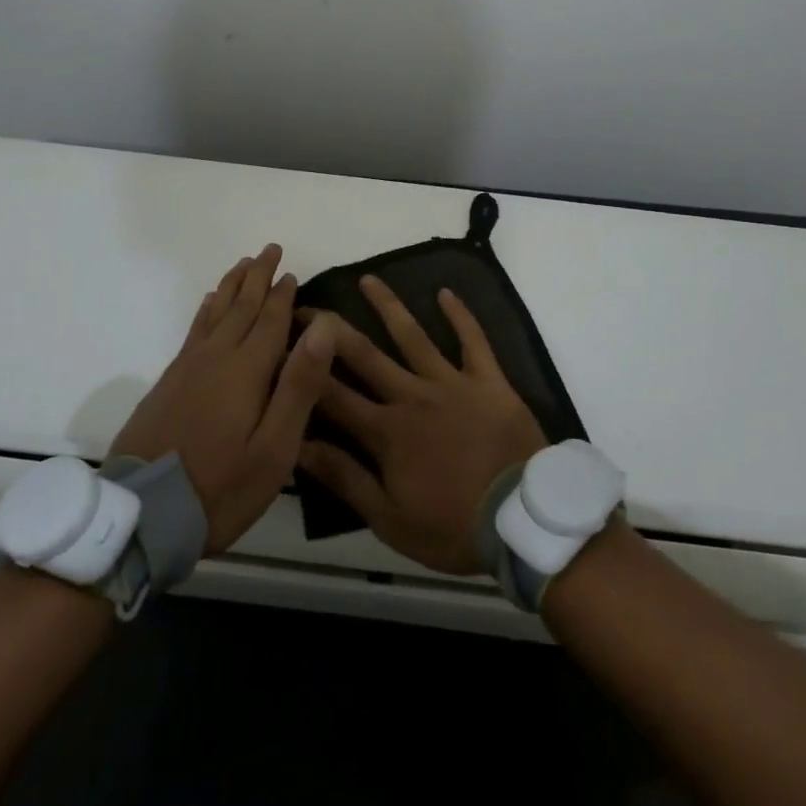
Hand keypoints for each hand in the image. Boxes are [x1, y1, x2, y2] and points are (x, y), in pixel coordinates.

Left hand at [111, 246, 336, 553]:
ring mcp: (187, 369)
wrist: (142, 517)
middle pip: (241, 307)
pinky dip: (205, 310)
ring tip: (242, 265)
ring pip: (214, 313)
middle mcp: (216, 358)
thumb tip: (322, 326)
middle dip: (257, 277)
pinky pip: (193, 331)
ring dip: (231, 286)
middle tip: (269, 249)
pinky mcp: (168, 383)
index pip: (270, 320)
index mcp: (246, 370)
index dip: (282, 294)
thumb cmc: (221, 487)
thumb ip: (299, 384)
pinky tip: (208, 304)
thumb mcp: (275, 447)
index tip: (291, 271)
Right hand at [297, 276, 546, 573]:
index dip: (306, 370)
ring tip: (368, 279)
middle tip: (310, 306)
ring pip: (413, 336)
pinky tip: (446, 292)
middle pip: (366, 355)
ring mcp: (452, 382)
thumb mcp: (388, 518)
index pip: (333, 395)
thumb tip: (298, 445)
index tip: (283, 345)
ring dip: (389, 306)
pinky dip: (461, 315)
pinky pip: (473, 340)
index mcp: (386, 431)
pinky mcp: (488, 380)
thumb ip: (344, 478)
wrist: (521, 519)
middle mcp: (412, 396)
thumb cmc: (452, 526)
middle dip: (333, 330)